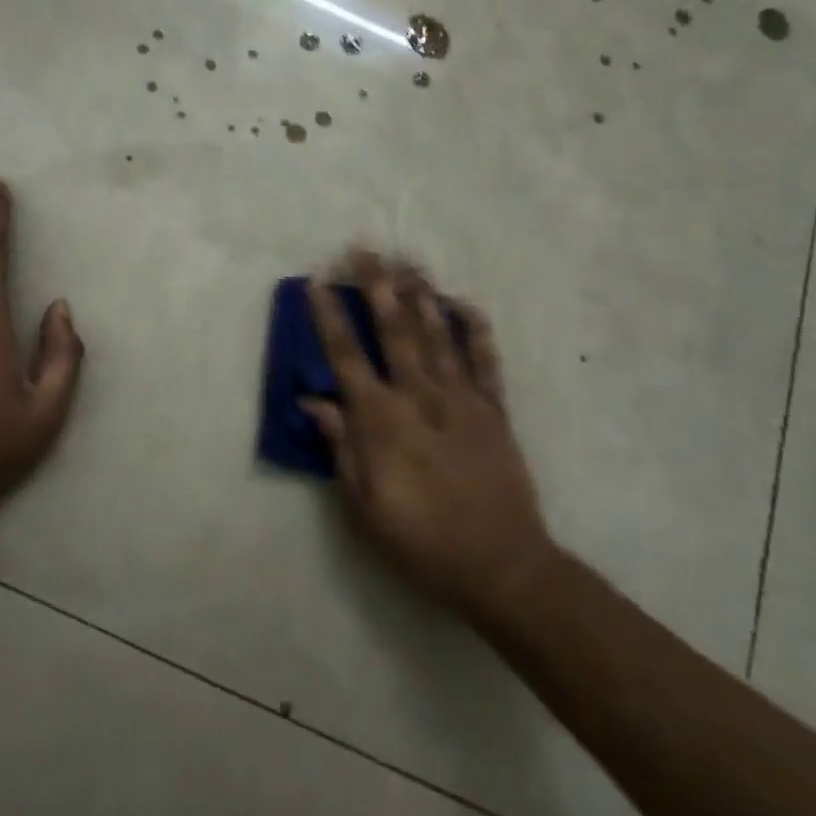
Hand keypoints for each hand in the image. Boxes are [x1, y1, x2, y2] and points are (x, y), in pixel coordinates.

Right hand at [303, 252, 556, 627]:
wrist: (501, 566)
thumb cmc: (421, 541)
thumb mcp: (365, 505)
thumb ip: (341, 448)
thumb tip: (314, 402)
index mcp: (382, 419)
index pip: (346, 356)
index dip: (329, 316)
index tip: (318, 281)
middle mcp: (419, 396)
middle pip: (394, 329)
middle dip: (377, 285)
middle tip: (366, 248)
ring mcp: (461, 398)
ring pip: (437, 334)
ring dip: (422, 294)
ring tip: (409, 260)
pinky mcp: (494, 409)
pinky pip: (484, 360)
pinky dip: (475, 329)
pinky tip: (464, 304)